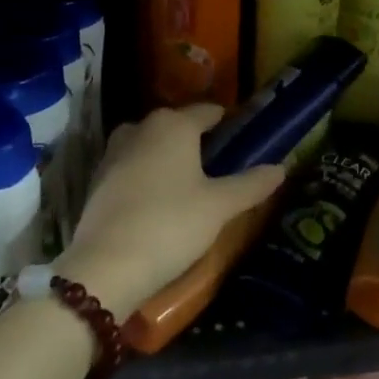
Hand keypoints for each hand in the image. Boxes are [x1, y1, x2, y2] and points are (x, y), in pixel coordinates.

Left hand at [54, 104, 284, 320]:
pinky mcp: (97, 180)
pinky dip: (146, 174)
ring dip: (167, 156)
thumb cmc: (171, 224)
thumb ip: (251, 184)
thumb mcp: (219, 206)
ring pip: (150, 144)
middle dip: (195, 139)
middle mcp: (141, 127)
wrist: (106, 266)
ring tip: (188, 181)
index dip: (226, 121)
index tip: (240, 134)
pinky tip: (157, 199)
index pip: (207, 111)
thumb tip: (281, 167)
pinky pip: (131, 166)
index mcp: (174, 125)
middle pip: (176, 125)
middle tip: (218, 162)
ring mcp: (114, 152)